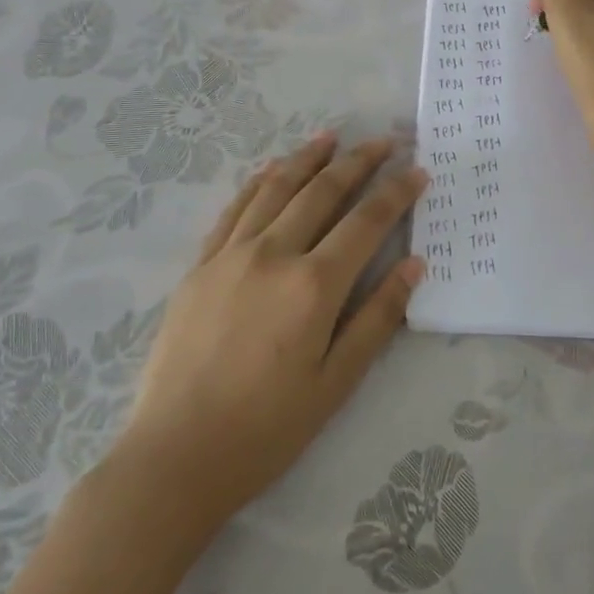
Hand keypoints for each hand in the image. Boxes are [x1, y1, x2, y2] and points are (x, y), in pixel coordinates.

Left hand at [115, 134, 426, 536]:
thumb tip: (414, 264)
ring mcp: (231, 255)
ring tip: (331, 137)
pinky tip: (272, 170)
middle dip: (358, 162)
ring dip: (308, 158)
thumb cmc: (267, 428)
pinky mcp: (200, 266)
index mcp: (314, 285)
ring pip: (277, 188)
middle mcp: (274, 255)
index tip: (417, 169)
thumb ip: (378, 318)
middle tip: (383, 141)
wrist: (175, 456)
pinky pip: (235, 209)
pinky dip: (259, 181)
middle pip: (323, 192)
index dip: (396, 192)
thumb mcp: (337, 382)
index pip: (366, 222)